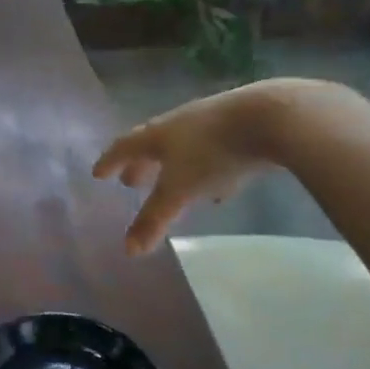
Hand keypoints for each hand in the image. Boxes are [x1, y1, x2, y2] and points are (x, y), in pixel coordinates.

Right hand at [92, 80, 336, 253]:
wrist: (272, 117)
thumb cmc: (213, 152)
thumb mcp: (180, 190)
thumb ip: (154, 219)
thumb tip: (128, 251)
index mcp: (158, 134)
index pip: (125, 146)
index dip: (110, 161)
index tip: (98, 173)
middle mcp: (180, 124)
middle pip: (154, 145)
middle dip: (142, 165)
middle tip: (131, 182)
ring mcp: (213, 122)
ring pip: (186, 148)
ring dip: (175, 167)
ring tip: (173, 186)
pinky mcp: (243, 128)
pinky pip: (217, 153)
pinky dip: (210, 171)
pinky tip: (221, 189)